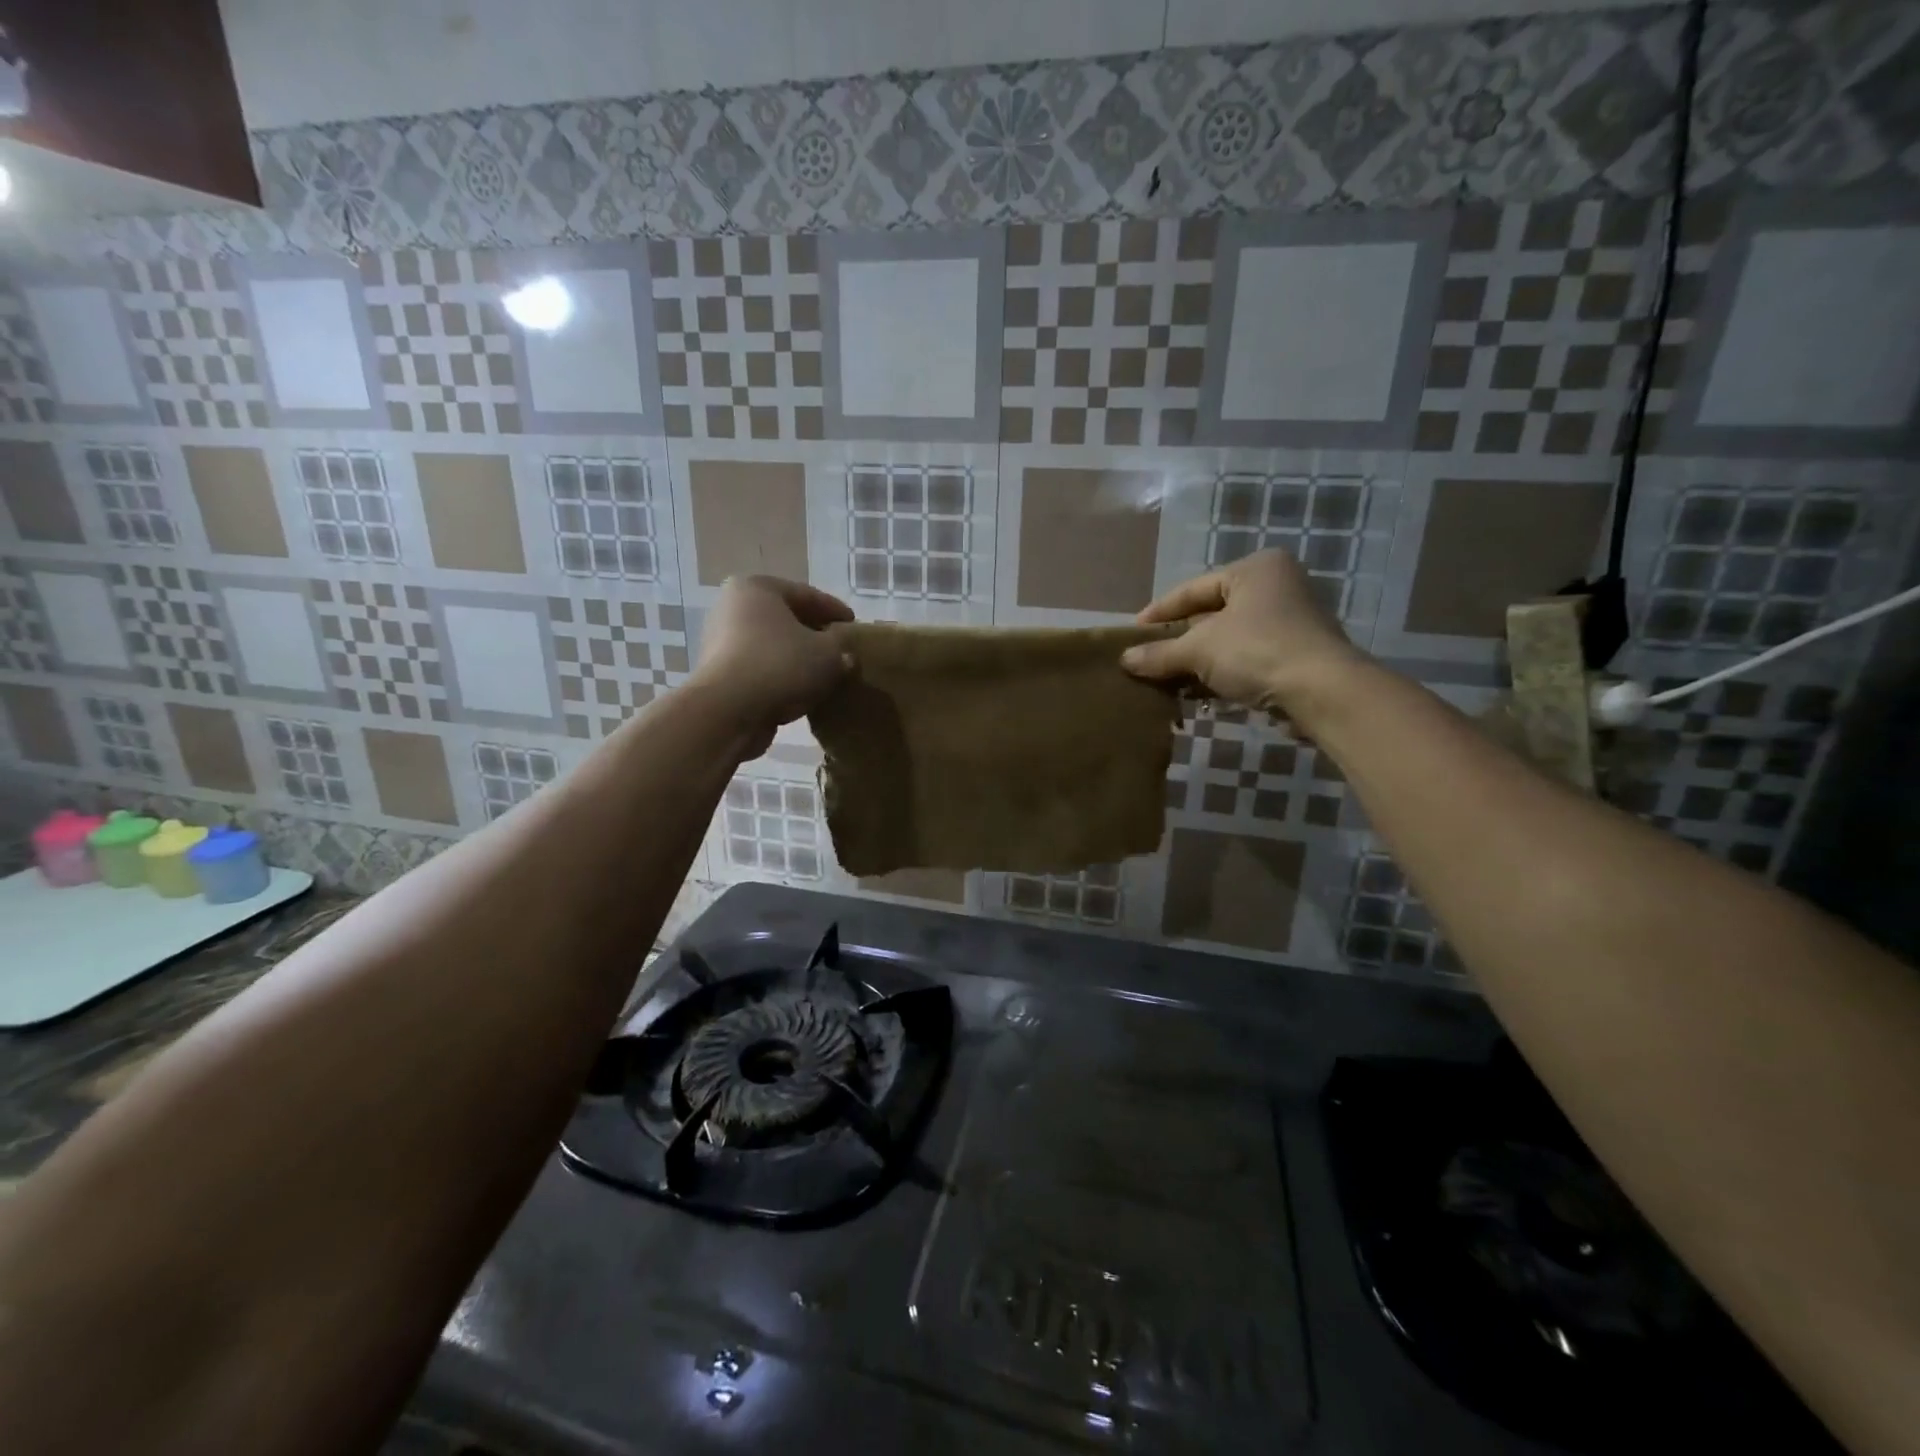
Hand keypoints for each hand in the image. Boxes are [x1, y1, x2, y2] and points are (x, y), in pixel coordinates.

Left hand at [689, 576, 853, 748]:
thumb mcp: (828, 652)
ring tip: (825, 675)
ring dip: (798, 659)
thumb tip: (844, 655)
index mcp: (757, 588)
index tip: (855, 626)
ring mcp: (720, 642)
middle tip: (841, 650)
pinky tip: (802, 692)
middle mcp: (732, 607)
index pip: (807, 594)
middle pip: (786, 619)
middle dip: (814, 635)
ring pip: (772, 646)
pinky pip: (760, 670)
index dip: (836, 610)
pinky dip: (781, 677)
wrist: (728, 711)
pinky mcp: (719, 675)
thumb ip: (841, 647)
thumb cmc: (780, 665)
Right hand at [1120, 550, 1363, 714]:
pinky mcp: (1295, 655)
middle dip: (1178, 641)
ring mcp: (1289, 622)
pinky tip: (1196, 694)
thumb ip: (1160, 653)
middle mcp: (1276, 587)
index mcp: (1255, 569)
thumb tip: (1124, 660)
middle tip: (1147, 658)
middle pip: (1211, 614)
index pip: (1193, 589)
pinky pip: (1245, 659)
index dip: (1159, 613)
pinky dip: (1220, 675)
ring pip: (1227, 640)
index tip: (1131, 634)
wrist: (1322, 691)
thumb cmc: (1257, 651)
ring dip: (1197, 663)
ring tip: (1165, 680)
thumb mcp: (1198, 650)